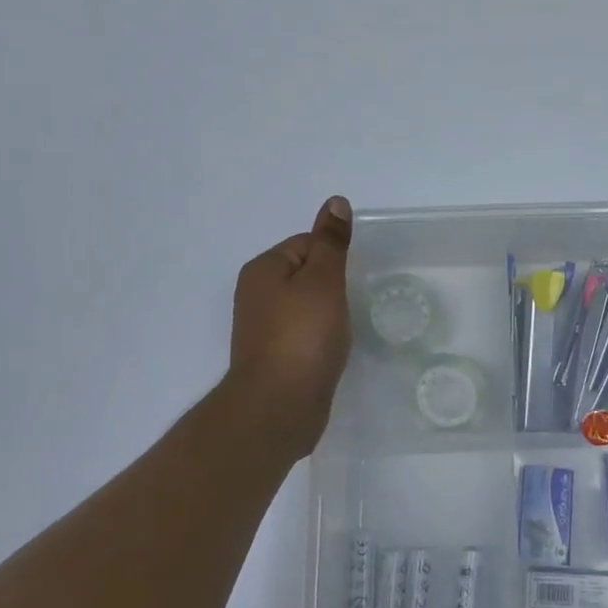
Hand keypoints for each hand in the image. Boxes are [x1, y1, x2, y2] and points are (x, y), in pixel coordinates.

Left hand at [228, 196, 354, 457]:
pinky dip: (320, 339)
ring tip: (343, 330)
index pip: (306, 244)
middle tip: (351, 305)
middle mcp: (256, 294)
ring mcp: (262, 328)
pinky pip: (303, 334)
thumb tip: (335, 202)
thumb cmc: (303, 336)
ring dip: (327, 315)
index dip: (334, 259)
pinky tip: (332, 351)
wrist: (279, 406)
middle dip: (332, 287)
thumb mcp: (323, 280)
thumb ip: (331, 242)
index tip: (351, 281)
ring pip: (305, 307)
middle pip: (305, 275)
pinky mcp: (274, 357)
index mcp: (263, 269)